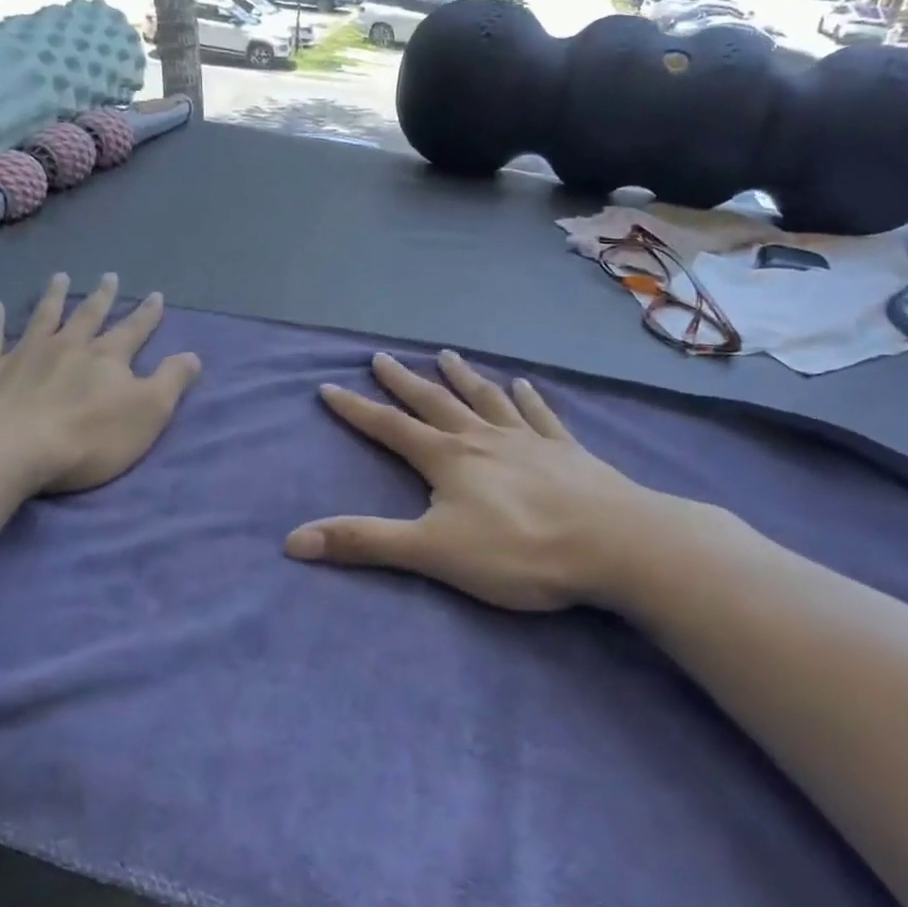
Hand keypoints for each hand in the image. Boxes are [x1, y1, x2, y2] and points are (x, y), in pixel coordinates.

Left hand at [0, 272, 200, 495]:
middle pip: (88, 316)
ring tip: (60, 278)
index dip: (147, 315)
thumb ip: (171, 381)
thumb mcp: (148, 412)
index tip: (156, 295)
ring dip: (54, 297)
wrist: (8, 449)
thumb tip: (193, 355)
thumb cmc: (88, 437)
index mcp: (107, 357)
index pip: (133, 330)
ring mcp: (24, 354)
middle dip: (102, 297)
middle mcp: (68, 346)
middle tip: (109, 276)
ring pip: (43, 318)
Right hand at [285, 350, 673, 612]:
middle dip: (404, 382)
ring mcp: (528, 440)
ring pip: (486, 399)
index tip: (329, 386)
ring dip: (462, 377)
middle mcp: (483, 438)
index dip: (356, 409)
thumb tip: (293, 540)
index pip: (390, 427)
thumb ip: (365, 542)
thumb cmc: (518, 550)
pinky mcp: (566, 451)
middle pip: (435, 402)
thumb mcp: (432, 552)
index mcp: (448, 459)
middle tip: (382, 357)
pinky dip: (527, 398)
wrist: (614, 544)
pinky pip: (540, 415)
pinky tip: (523, 384)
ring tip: (447, 354)